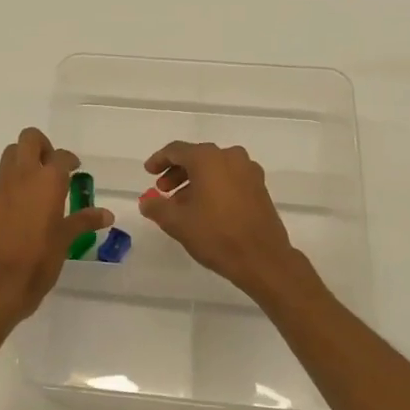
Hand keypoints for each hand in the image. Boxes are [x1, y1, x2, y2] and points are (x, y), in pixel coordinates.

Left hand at [0, 128, 111, 323]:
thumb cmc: (39, 261)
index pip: (61, 156)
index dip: (69, 160)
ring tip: (29, 189)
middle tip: (48, 167)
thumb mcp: (65, 240)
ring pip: (8, 157)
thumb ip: (84, 221)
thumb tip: (107, 214)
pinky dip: (3, 190)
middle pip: (29, 139)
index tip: (74, 169)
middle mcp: (21, 175)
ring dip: (20, 164)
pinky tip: (9, 213)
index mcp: (48, 181)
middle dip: (40, 147)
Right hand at [138, 141, 307, 300]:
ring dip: (195, 181)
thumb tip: (147, 200)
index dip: (159, 160)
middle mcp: (231, 157)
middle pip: (197, 157)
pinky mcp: (260, 187)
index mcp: (208, 159)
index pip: (177, 150)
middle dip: (177, 173)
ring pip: (214, 168)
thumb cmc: (216, 235)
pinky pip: (229, 178)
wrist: (262, 259)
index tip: (148, 173)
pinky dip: (214, 187)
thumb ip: (156, 206)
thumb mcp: (177, 222)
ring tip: (182, 204)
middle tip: (163, 191)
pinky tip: (205, 209)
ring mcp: (249, 171)